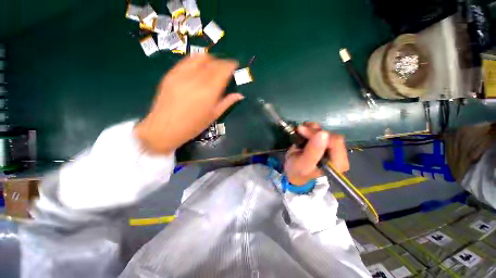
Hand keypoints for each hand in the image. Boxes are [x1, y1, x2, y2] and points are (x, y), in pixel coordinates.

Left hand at [135, 54, 242, 153]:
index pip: (223, 70)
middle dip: (222, 63)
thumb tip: (240, 95)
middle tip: (226, 68)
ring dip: (210, 59)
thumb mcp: (213, 116)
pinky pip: (187, 61)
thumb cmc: (193, 126)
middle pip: (213, 63)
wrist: (165, 128)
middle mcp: (197, 79)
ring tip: (213, 65)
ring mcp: (182, 74)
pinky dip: (196, 60)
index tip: (235, 65)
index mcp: (209, 91)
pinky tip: (199, 66)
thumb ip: (227, 102)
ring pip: (200, 58)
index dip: (231, 65)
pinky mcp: (171, 74)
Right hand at [284, 122, 348, 185]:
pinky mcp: (324, 143)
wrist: (293, 173)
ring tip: (300, 130)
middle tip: (299, 130)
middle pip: (331, 135)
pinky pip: (321, 130)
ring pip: (326, 131)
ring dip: (312, 128)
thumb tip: (322, 133)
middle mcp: (338, 154)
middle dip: (314, 131)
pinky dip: (311, 128)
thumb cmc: (298, 172)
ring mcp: (331, 148)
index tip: (302, 131)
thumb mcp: (303, 164)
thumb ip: (313, 152)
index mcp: (337, 163)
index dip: (318, 134)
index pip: (335, 141)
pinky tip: (303, 130)